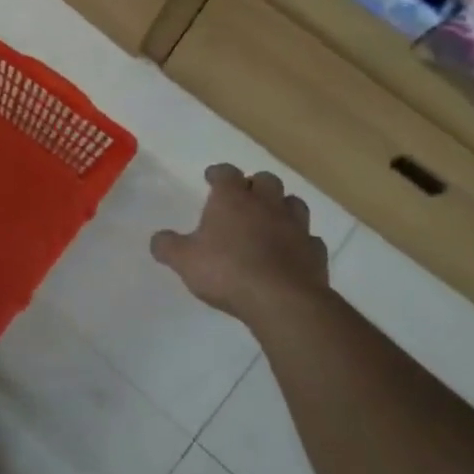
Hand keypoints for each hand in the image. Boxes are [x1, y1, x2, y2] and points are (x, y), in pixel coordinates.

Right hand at [151, 164, 330, 323]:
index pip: (226, 173)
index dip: (218, 173)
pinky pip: (309, 239)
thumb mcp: (183, 260)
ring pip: (293, 203)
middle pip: (265, 180)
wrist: (282, 300)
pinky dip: (300, 241)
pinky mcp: (315, 252)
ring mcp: (296, 227)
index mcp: (233, 199)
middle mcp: (267, 204)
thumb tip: (158, 240)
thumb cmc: (226, 271)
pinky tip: (291, 251)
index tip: (211, 178)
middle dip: (254, 185)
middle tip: (242, 198)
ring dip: (281, 207)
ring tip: (270, 219)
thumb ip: (167, 246)